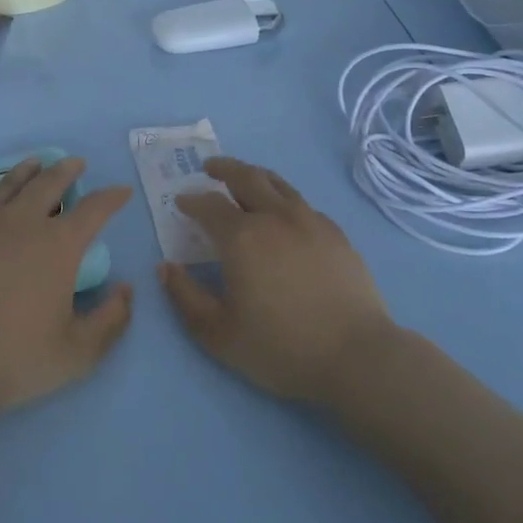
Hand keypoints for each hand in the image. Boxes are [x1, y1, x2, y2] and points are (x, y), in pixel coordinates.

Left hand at [0, 158, 133, 442]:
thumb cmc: (17, 357)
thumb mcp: (79, 351)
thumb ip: (111, 320)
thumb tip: (126, 290)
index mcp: (58, 244)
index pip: (94, 209)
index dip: (112, 198)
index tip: (122, 191)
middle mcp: (20, 224)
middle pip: (48, 184)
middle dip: (66, 171)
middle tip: (75, 163)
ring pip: (5, 188)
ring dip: (23, 173)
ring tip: (33, 164)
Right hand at [159, 158, 396, 403]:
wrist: (355, 355)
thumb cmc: (280, 347)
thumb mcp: (217, 333)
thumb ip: (185, 297)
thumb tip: (166, 267)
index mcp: (242, 237)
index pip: (209, 205)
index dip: (192, 200)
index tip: (181, 201)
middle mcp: (275, 217)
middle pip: (246, 177)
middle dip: (224, 168)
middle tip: (210, 167)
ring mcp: (310, 221)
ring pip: (278, 184)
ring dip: (255, 175)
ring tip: (245, 178)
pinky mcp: (336, 234)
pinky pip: (303, 204)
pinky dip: (284, 199)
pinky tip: (284, 214)